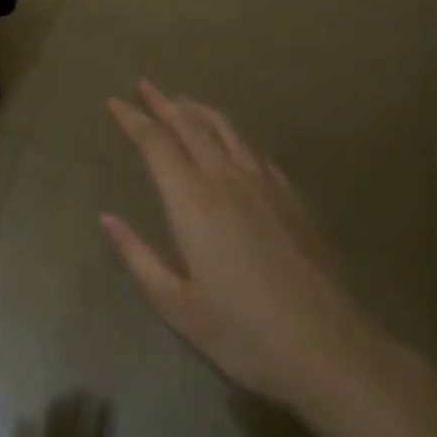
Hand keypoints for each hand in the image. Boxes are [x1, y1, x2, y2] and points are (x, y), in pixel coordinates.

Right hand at [100, 81, 393, 414]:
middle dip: (164, 103)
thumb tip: (106, 218)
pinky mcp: (294, 200)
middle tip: (145, 86)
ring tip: (183, 101)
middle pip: (192, 126)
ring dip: (200, 111)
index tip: (115, 102)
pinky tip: (234, 143)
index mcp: (192, 201)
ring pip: (227, 131)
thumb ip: (137, 256)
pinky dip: (234, 137)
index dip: (133, 119)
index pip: (156, 144)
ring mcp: (266, 186)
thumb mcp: (176, 305)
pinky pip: (256, 153)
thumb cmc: (243, 333)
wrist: (330, 350)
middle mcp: (227, 180)